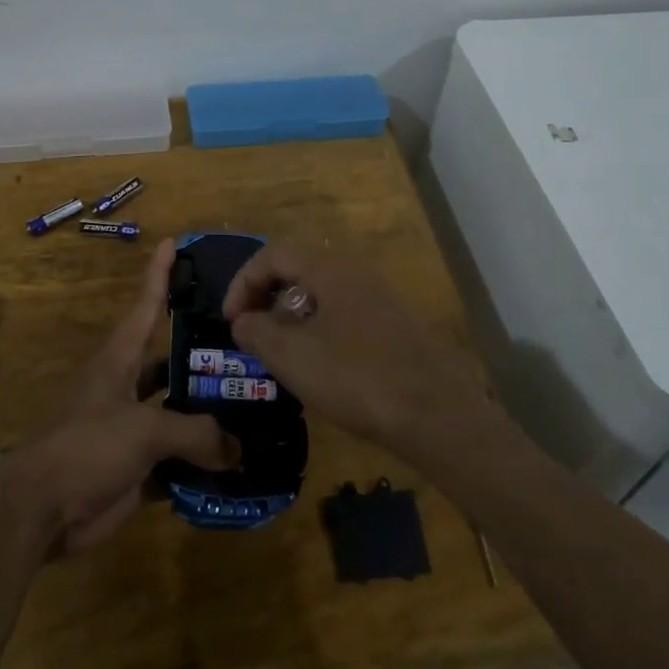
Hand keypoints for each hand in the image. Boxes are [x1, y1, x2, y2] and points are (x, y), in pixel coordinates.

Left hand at [0, 239, 238, 554]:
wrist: (41, 509)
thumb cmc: (86, 447)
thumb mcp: (143, 430)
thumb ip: (195, 432)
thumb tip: (237, 448)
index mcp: (120, 361)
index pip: (146, 306)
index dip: (159, 274)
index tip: (173, 242)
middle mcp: (127, 387)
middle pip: (170, 361)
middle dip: (204, 353)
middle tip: (249, 345)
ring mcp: (131, 427)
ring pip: (178, 410)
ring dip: (209, 412)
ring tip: (256, 406)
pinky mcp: (136, 466)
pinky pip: (178, 458)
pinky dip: (203, 461)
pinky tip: (238, 463)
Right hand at [222, 242, 490, 462]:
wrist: (436, 413)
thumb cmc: (355, 377)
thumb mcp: (292, 356)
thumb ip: (257, 332)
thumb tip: (244, 321)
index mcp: (329, 268)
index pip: (273, 254)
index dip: (243, 282)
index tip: (232, 321)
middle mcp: (356, 271)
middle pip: (299, 269)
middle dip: (267, 298)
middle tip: (254, 334)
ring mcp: (381, 297)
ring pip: (322, 293)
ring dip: (293, 316)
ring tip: (283, 354)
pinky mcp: (396, 324)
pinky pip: (345, 313)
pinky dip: (320, 329)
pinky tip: (322, 367)